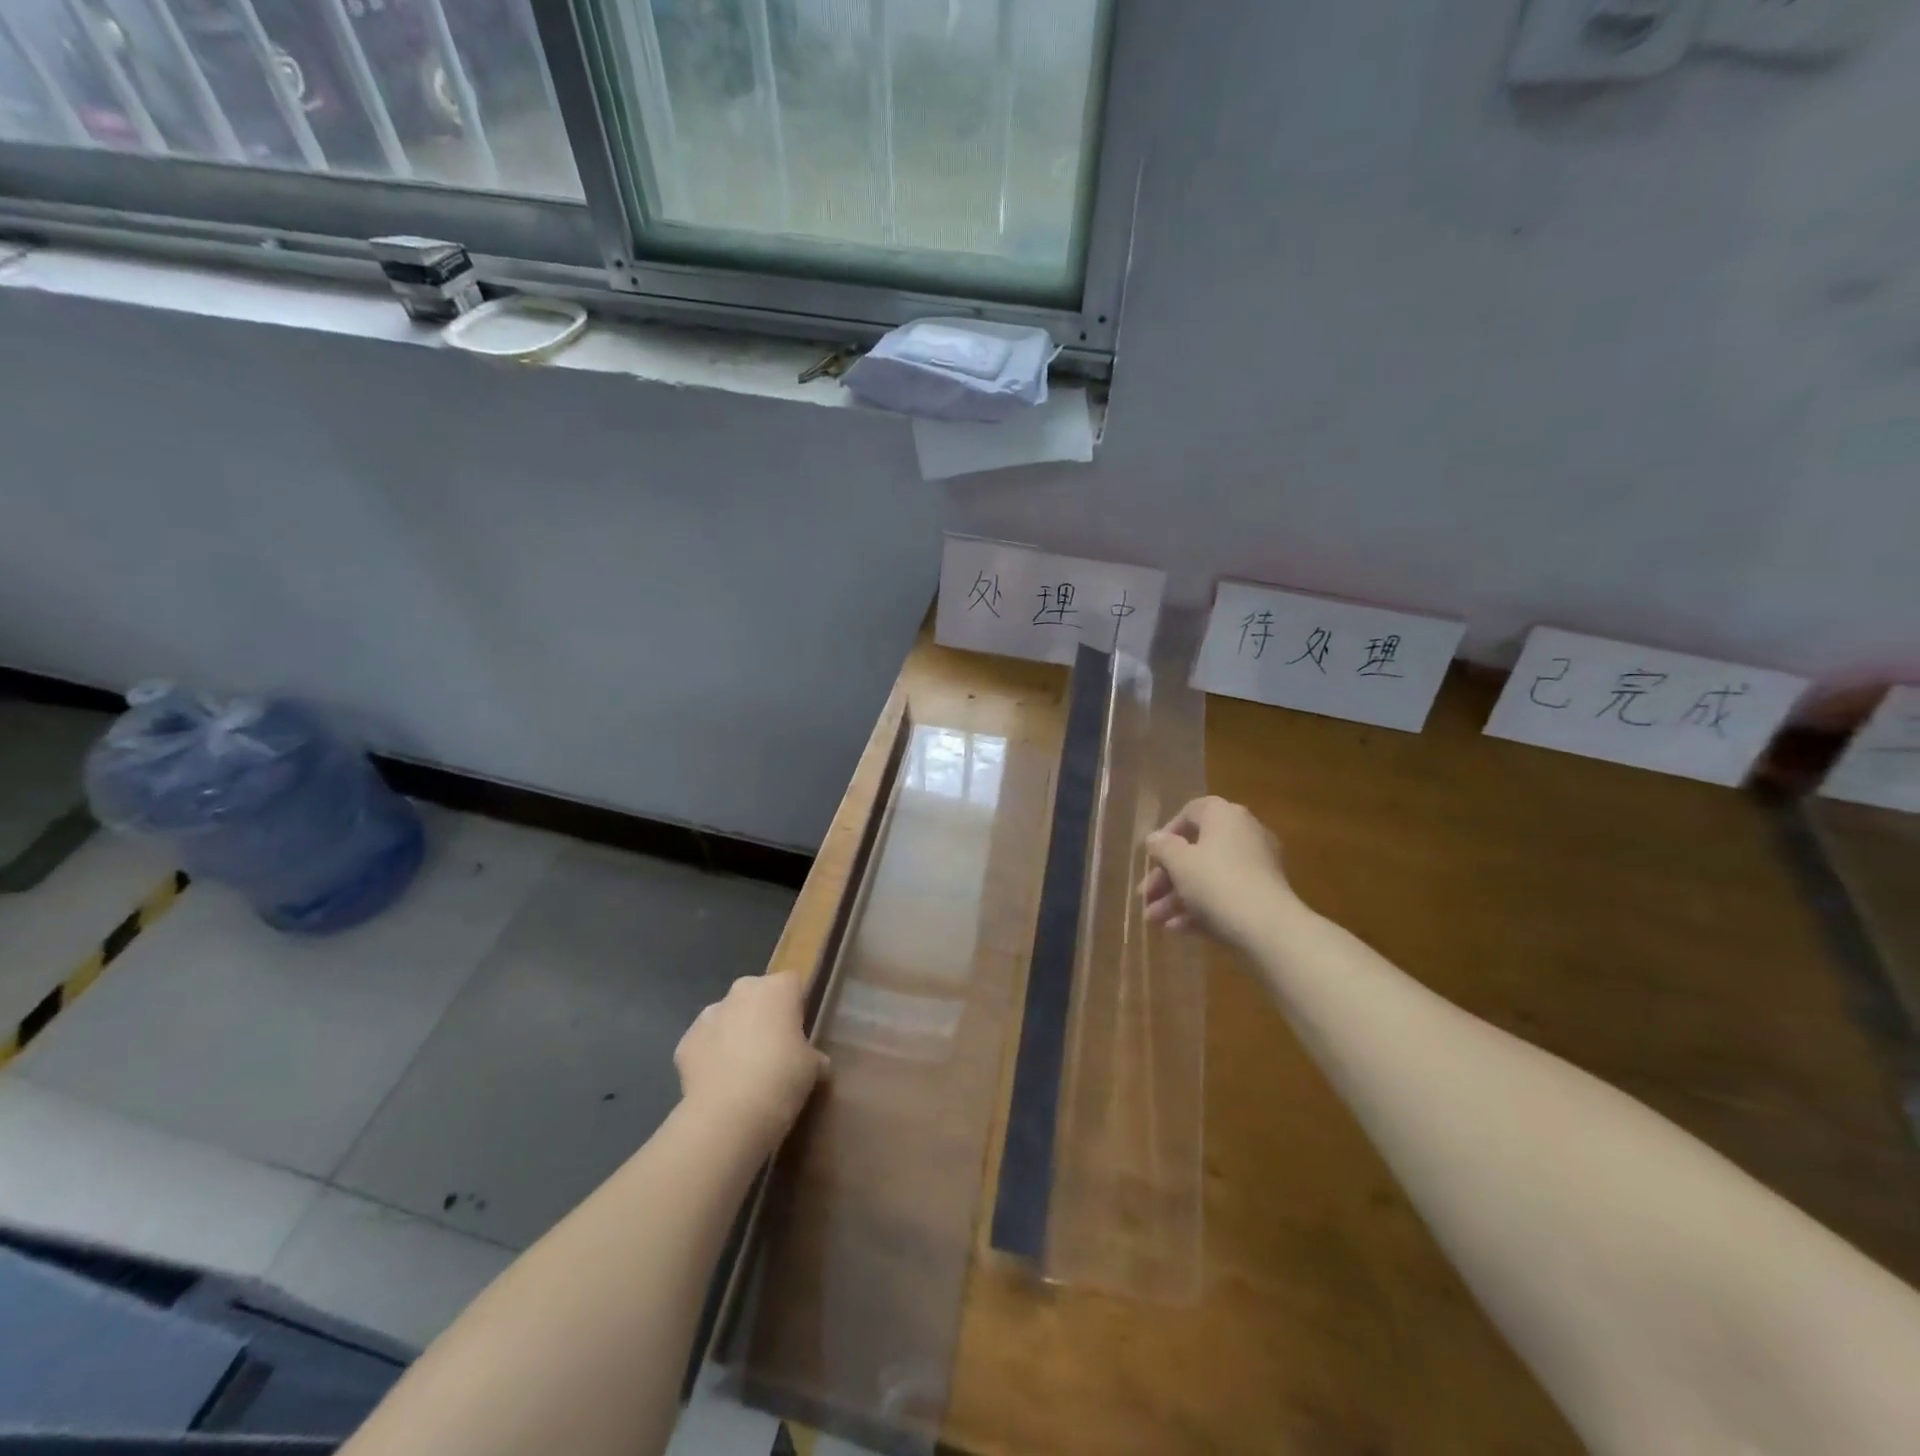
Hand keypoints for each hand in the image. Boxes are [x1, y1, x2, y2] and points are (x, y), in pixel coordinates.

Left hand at [674, 971, 827, 1145]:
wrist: (728, 1115)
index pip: (792, 984)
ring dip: (734, 1033)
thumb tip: (815, 1062)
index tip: (798, 1032)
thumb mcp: (813, 1068)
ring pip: (727, 1017)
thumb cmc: (781, 1079)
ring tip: (743, 1071)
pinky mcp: (685, 1041)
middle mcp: (742, 991)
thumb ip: (812, 1055)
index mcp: (778, 988)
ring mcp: (709, 1014)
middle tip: (772, 1050)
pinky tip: (719, 1084)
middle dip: (762, 1015)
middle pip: (756, 995)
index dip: (795, 1007)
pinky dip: (710, 1057)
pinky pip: (705, 1043)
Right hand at [1140, 796, 1294, 946]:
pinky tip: (1176, 929)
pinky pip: (1224, 896)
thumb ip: (1162, 847)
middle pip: (1196, 850)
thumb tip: (1154, 838)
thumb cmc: (1216, 882)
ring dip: (1176, 898)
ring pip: (1207, 877)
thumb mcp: (1179, 862)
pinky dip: (1200, 909)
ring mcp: (1256, 867)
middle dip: (1166, 877)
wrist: (1268, 928)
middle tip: (1145, 897)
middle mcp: (1244, 835)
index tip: (1151, 857)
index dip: (1167, 833)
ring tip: (1153, 921)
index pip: (1191, 812)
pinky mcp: (1261, 897)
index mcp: (1225, 816)